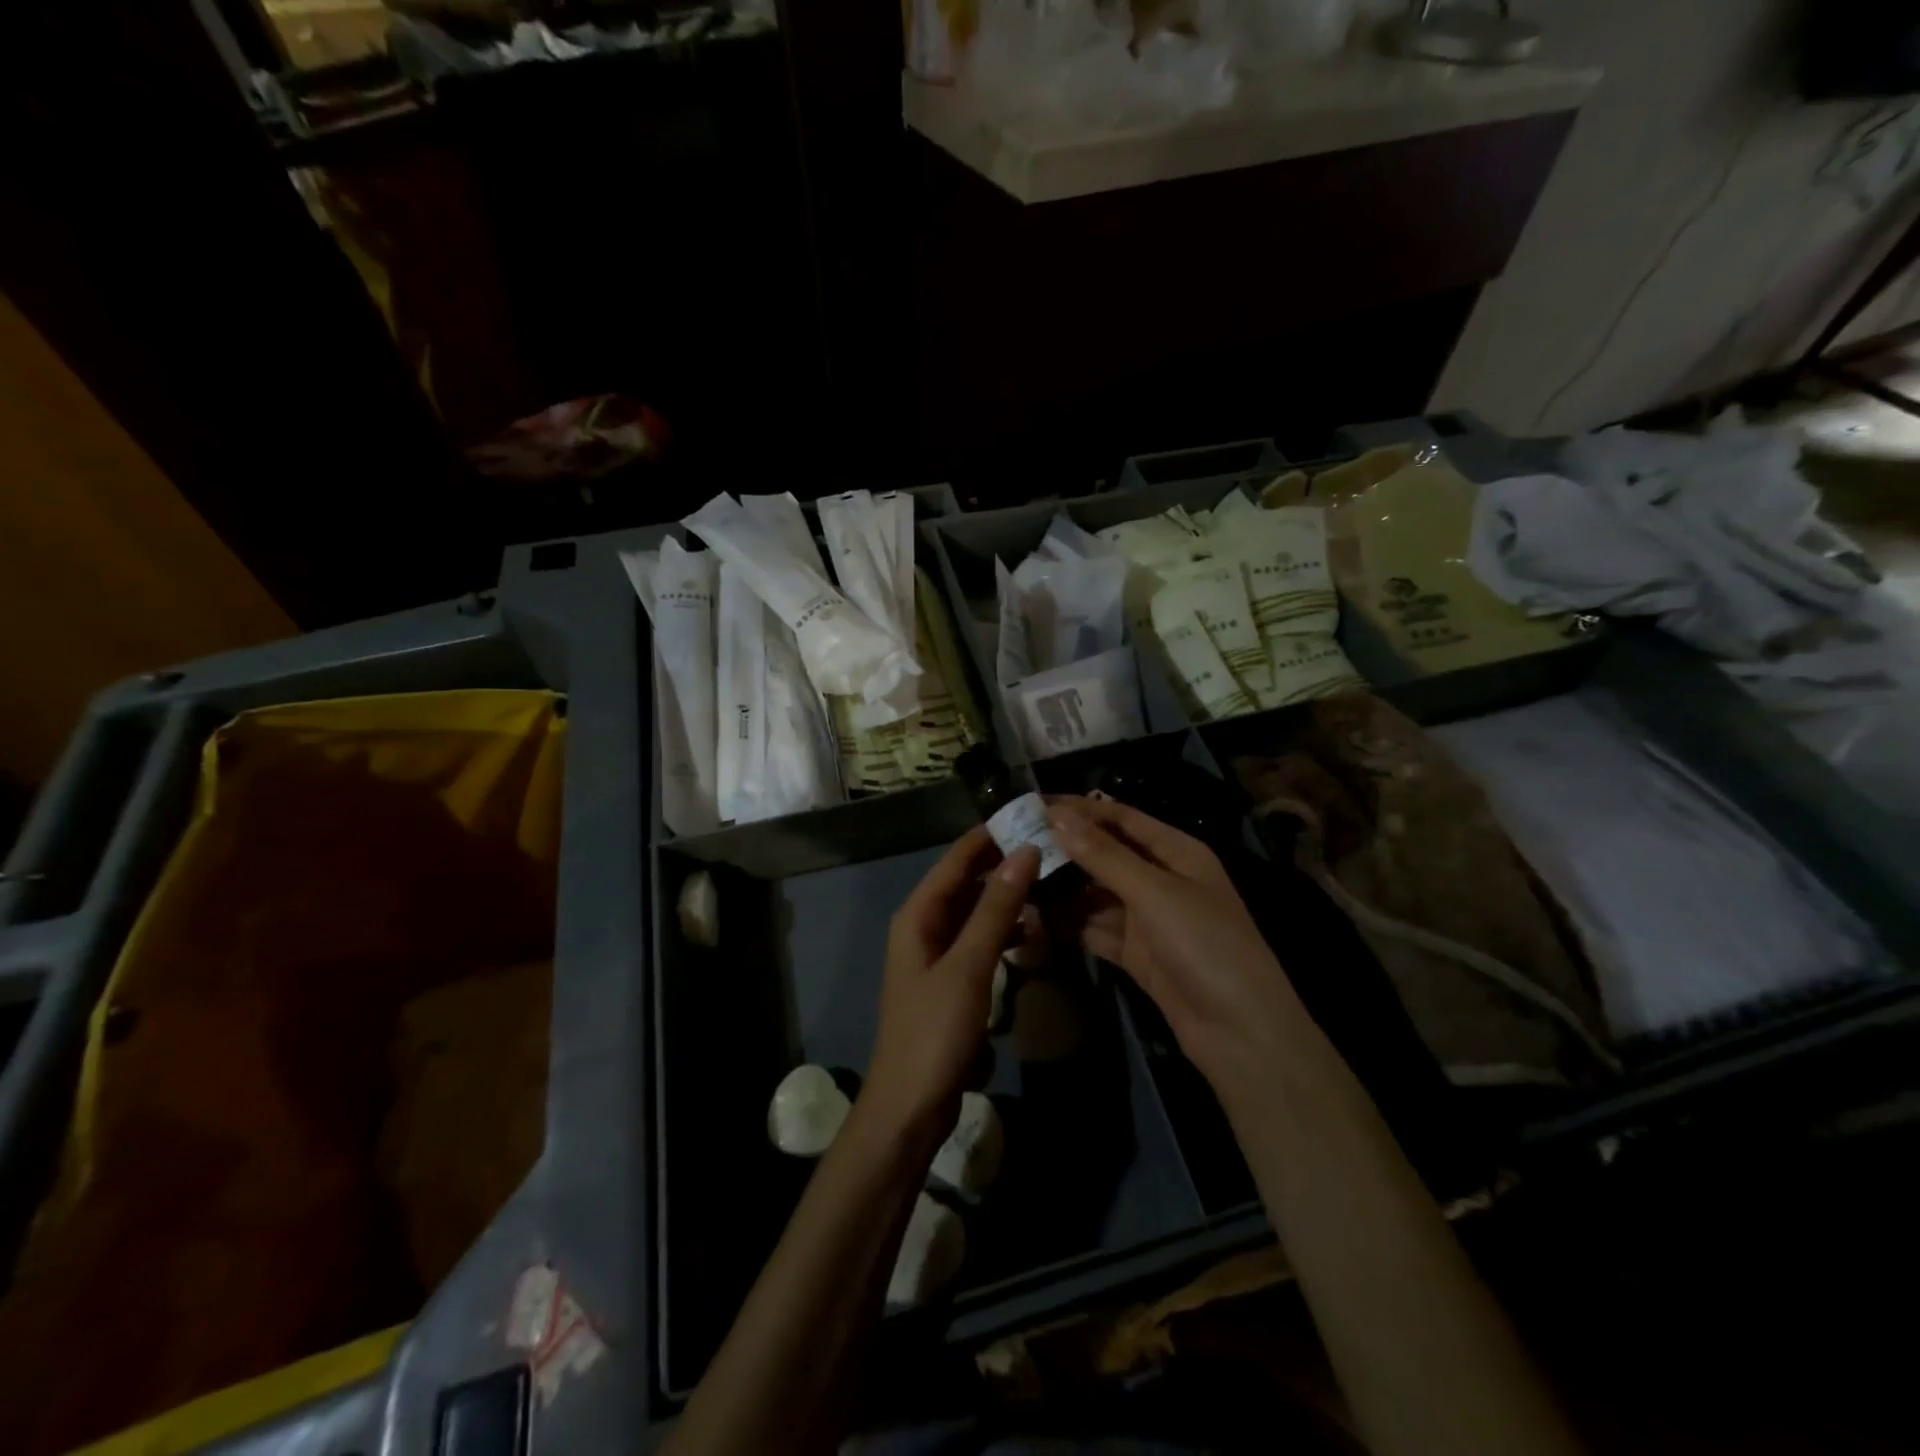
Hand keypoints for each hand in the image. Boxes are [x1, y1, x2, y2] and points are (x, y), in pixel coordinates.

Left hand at [863, 827, 1037, 1146]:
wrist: (910, 1106)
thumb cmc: (935, 1031)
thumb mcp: (969, 966)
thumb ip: (995, 909)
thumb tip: (1023, 852)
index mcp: (919, 914)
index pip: (956, 859)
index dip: (989, 836)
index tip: (1029, 816)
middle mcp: (924, 926)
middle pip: (966, 882)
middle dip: (1003, 865)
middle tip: (1051, 849)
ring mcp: (937, 954)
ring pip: (975, 912)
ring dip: (1006, 899)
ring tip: (1049, 885)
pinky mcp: (951, 980)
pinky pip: (979, 941)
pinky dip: (1003, 932)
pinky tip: (1031, 933)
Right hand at [1046, 797, 1301, 1089]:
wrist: (1240, 1032)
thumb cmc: (1205, 945)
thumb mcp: (1154, 892)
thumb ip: (1103, 855)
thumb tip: (1057, 816)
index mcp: (1177, 852)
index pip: (1122, 818)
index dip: (1080, 810)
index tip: (1033, 805)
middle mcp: (1161, 879)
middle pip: (1106, 855)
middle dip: (1065, 850)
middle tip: (1014, 845)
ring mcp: (1148, 919)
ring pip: (1096, 894)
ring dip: (1062, 889)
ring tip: (1017, 881)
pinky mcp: (1136, 953)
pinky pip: (1095, 928)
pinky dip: (1069, 924)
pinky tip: (1034, 918)